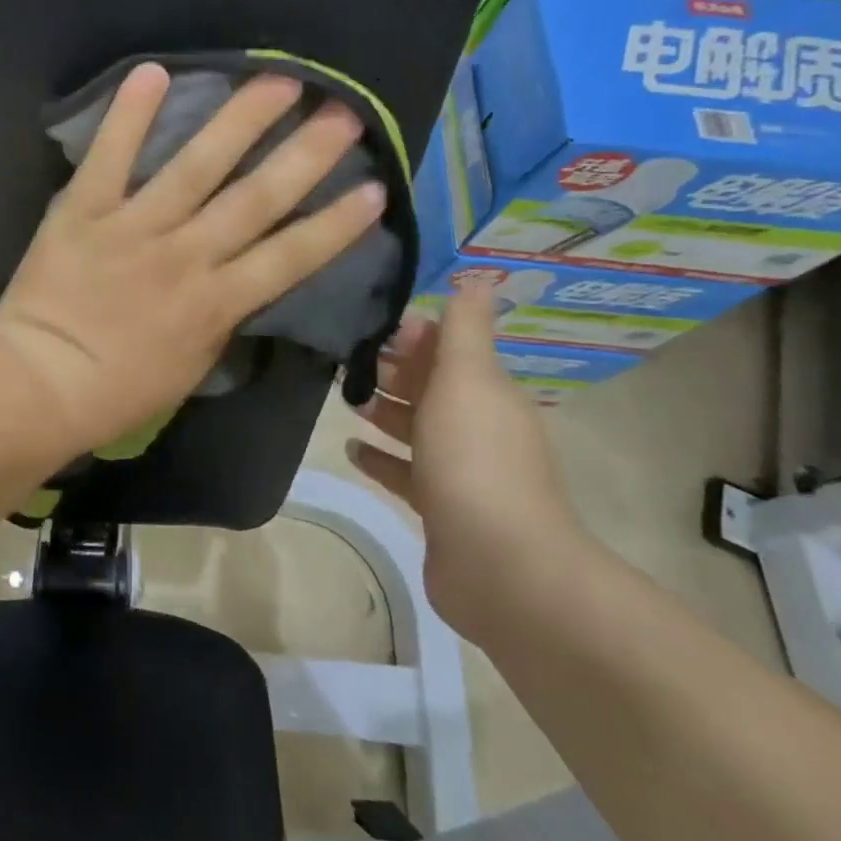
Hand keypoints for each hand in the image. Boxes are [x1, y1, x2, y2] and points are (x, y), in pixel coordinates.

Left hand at [0, 62, 385, 461]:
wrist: (39, 385)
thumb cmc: (117, 391)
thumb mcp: (192, 366)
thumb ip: (224, 317)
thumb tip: (244, 278)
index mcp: (217, 303)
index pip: (292, 257)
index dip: (337, 223)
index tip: (375, 187)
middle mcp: (186, 255)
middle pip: (257, 198)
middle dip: (306, 155)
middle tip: (343, 112)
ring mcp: (135, 227)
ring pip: (197, 166)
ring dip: (241, 121)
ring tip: (278, 80)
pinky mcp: (85, 210)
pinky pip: (110, 156)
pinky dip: (130, 115)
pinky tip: (155, 71)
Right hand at [346, 281, 595, 644]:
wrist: (500, 566)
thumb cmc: (475, 459)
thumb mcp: (468, 379)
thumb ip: (465, 328)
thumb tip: (479, 274)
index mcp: (485, 391)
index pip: (446, 347)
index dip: (411, 333)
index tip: (365, 321)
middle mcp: (476, 426)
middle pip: (428, 386)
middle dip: (390, 368)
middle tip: (339, 356)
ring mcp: (459, 470)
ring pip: (414, 428)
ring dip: (381, 409)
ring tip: (341, 396)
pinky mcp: (440, 508)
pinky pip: (404, 473)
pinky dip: (380, 458)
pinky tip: (351, 449)